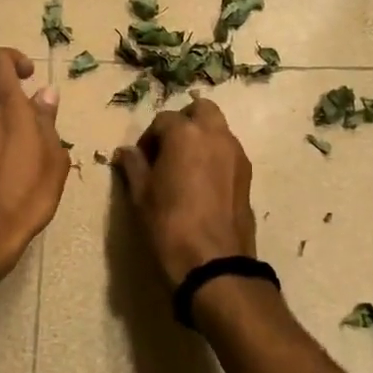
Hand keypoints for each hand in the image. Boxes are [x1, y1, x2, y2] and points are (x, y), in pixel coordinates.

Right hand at [112, 98, 255, 284]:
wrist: (214, 262)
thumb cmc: (169, 225)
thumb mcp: (141, 195)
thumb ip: (134, 166)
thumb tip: (125, 152)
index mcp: (185, 133)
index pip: (163, 120)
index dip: (149, 138)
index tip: (142, 160)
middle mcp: (215, 134)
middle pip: (200, 110)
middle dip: (183, 122)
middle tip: (168, 149)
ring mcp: (236, 153)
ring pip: (218, 129)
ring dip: (201, 137)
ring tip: (185, 167)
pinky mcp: (247, 173)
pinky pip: (228, 151)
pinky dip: (215, 155)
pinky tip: (202, 182)